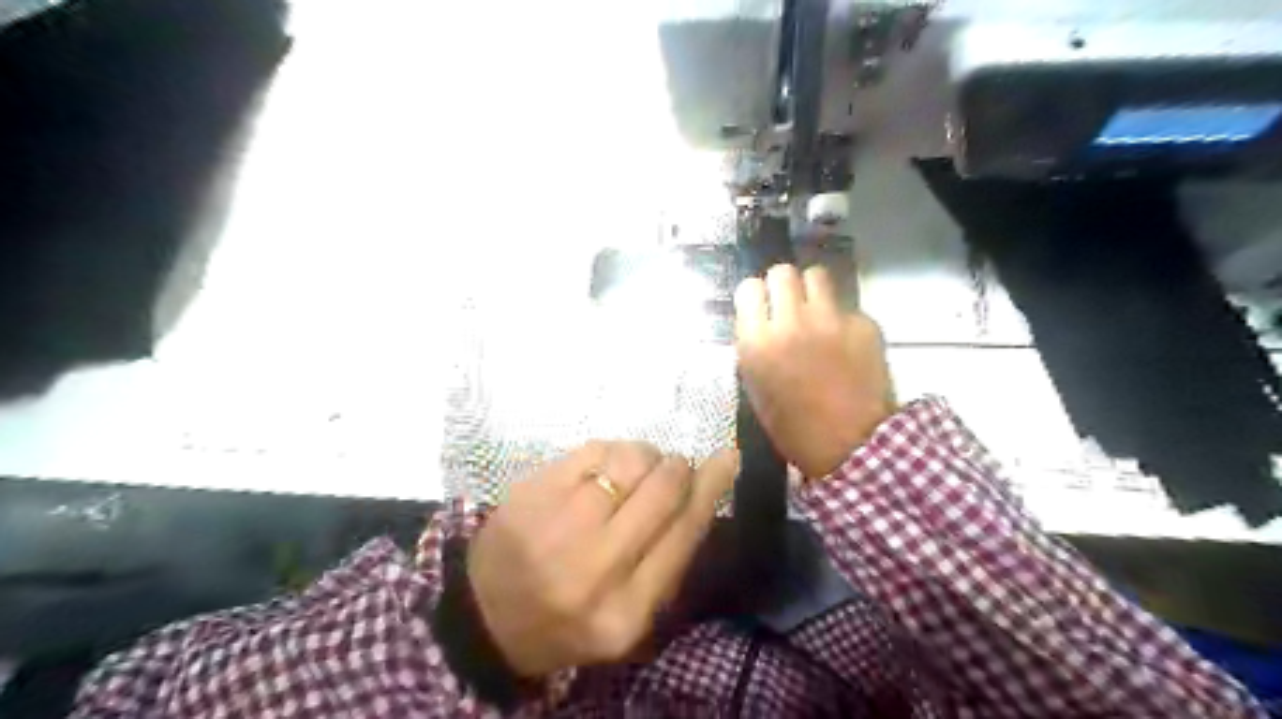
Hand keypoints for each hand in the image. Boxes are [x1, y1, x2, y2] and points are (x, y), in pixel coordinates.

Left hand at [466, 439, 737, 677]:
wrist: (487, 613)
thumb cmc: (569, 618)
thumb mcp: (628, 615)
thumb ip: (669, 560)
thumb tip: (704, 489)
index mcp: (626, 611)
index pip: (684, 532)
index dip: (711, 487)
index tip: (727, 457)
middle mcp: (595, 568)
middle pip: (662, 490)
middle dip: (678, 467)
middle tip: (674, 467)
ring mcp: (558, 526)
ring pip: (629, 461)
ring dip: (645, 456)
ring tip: (637, 468)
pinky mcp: (532, 493)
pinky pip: (593, 449)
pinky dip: (612, 450)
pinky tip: (607, 463)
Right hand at [736, 261, 894, 477]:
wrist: (852, 445)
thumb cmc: (795, 427)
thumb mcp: (756, 388)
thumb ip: (754, 348)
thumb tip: (760, 324)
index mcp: (758, 342)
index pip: (749, 288)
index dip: (755, 296)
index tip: (761, 307)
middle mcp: (791, 322)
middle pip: (782, 272)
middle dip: (783, 285)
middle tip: (790, 305)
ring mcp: (830, 320)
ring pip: (817, 275)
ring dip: (813, 290)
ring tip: (818, 312)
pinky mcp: (863, 324)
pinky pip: (847, 307)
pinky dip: (843, 320)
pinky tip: (847, 344)